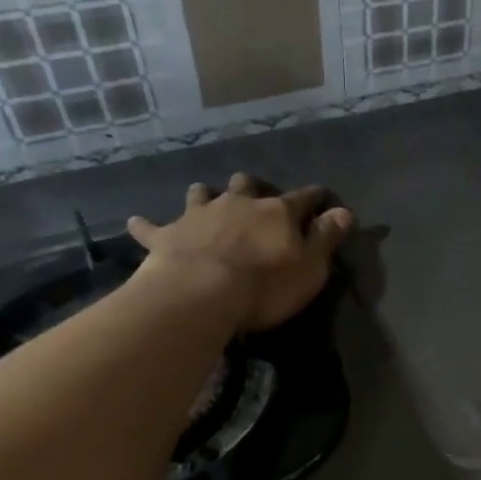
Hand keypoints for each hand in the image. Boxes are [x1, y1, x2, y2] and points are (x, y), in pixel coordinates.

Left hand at [127, 173, 352, 331]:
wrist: (202, 293)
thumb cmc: (266, 285)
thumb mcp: (311, 267)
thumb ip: (326, 238)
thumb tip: (344, 211)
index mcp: (277, 213)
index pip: (303, 198)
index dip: (314, 197)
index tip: (321, 196)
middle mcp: (237, 205)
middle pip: (245, 186)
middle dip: (250, 187)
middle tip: (251, 193)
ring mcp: (199, 216)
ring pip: (201, 195)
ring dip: (204, 196)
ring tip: (203, 196)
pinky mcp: (166, 236)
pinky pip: (151, 227)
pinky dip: (146, 226)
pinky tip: (136, 222)